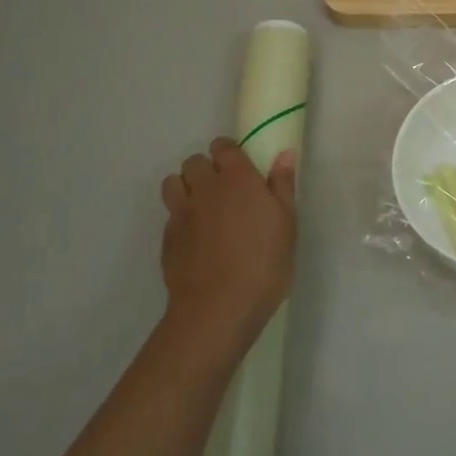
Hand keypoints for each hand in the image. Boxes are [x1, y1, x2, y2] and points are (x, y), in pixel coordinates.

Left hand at [158, 137, 297, 362]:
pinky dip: (181, 216)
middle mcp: (206, 188)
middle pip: (194, 161)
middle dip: (207, 168)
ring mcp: (181, 213)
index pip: (224, 147)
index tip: (241, 166)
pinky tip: (197, 237)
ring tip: (204, 207)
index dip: (230, 152)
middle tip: (225, 189)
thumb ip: (282, 186)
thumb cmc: (265, 263)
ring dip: (186, 186)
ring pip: (173, 182)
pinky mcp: (167, 238)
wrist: (219, 307)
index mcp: (238, 179)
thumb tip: (284, 154)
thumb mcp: (287, 224)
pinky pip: (170, 213)